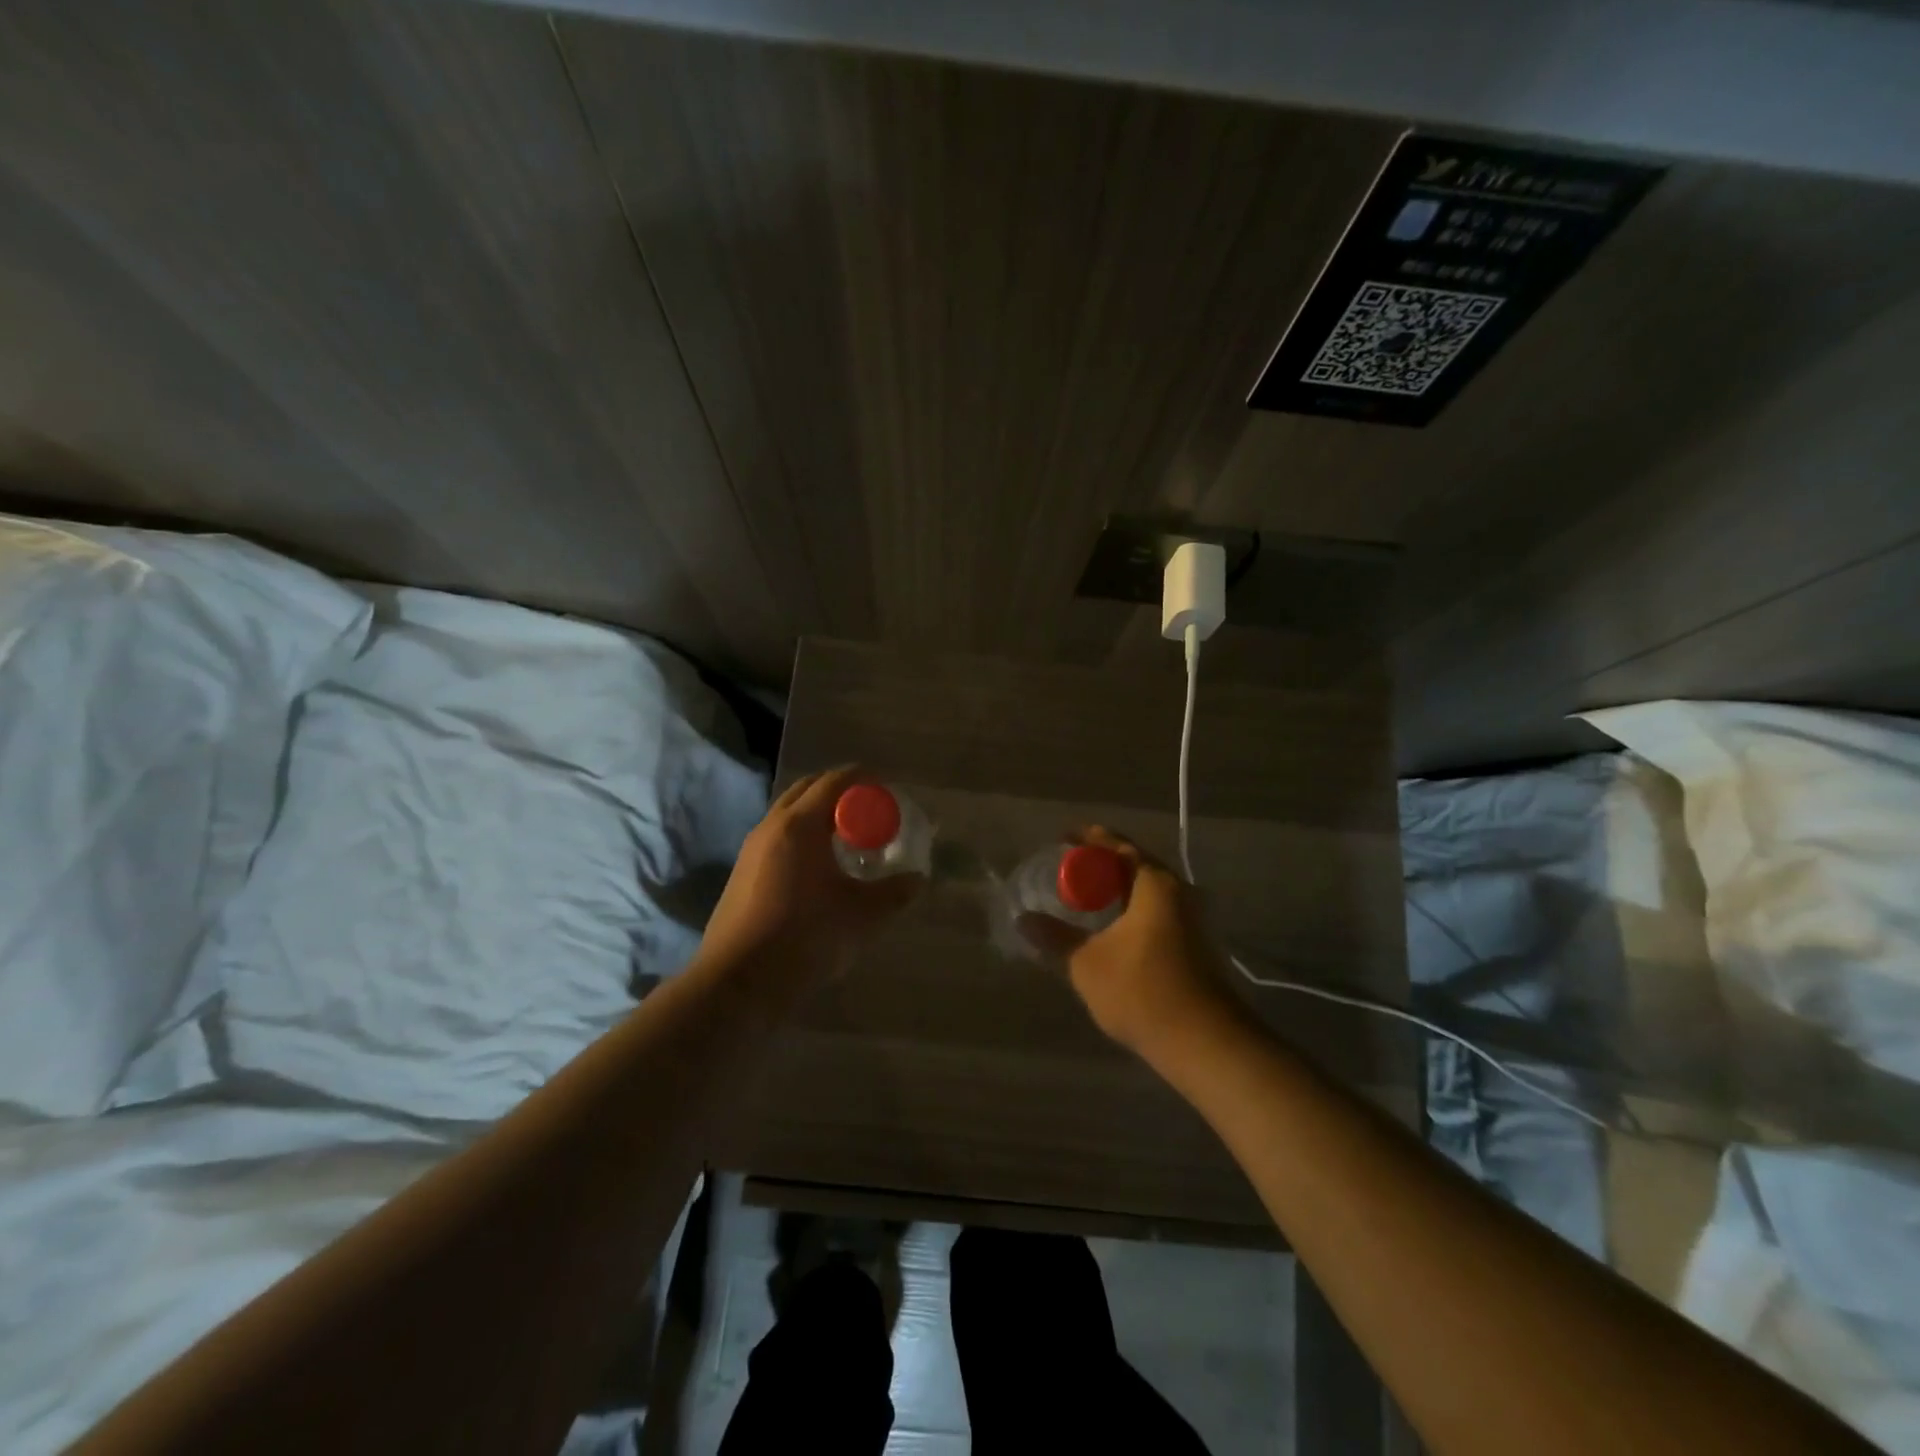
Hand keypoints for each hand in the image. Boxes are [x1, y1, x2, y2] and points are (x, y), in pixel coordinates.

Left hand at [697, 767, 920, 1000]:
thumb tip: (917, 879)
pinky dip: (802, 836)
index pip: (834, 781)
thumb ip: (894, 893)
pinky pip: (778, 838)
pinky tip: (819, 867)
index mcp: (800, 825)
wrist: (739, 983)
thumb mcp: (862, 916)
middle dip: (840, 791)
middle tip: (869, 809)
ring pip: (789, 814)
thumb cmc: (805, 938)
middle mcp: (771, 827)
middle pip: (808, 790)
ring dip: (818, 815)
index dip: (863, 778)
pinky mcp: (742, 874)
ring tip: (847, 837)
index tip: (886, 786)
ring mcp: (751, 850)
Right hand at [1020, 827, 1247, 1062]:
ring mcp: (1192, 919)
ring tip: (1086, 896)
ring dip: (1118, 889)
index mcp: (1155, 884)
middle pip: (1135, 864)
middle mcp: (1179, 892)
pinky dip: (1131, 909)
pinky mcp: (1195, 945)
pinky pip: (1157, 910)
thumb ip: (1055, 938)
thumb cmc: (1142, 991)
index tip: (1063, 838)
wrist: (1206, 1043)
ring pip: (1148, 890)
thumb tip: (1024, 920)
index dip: (1089, 839)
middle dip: (1102, 864)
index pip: (1119, 845)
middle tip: (1069, 868)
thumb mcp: (1087, 964)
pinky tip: (1112, 928)